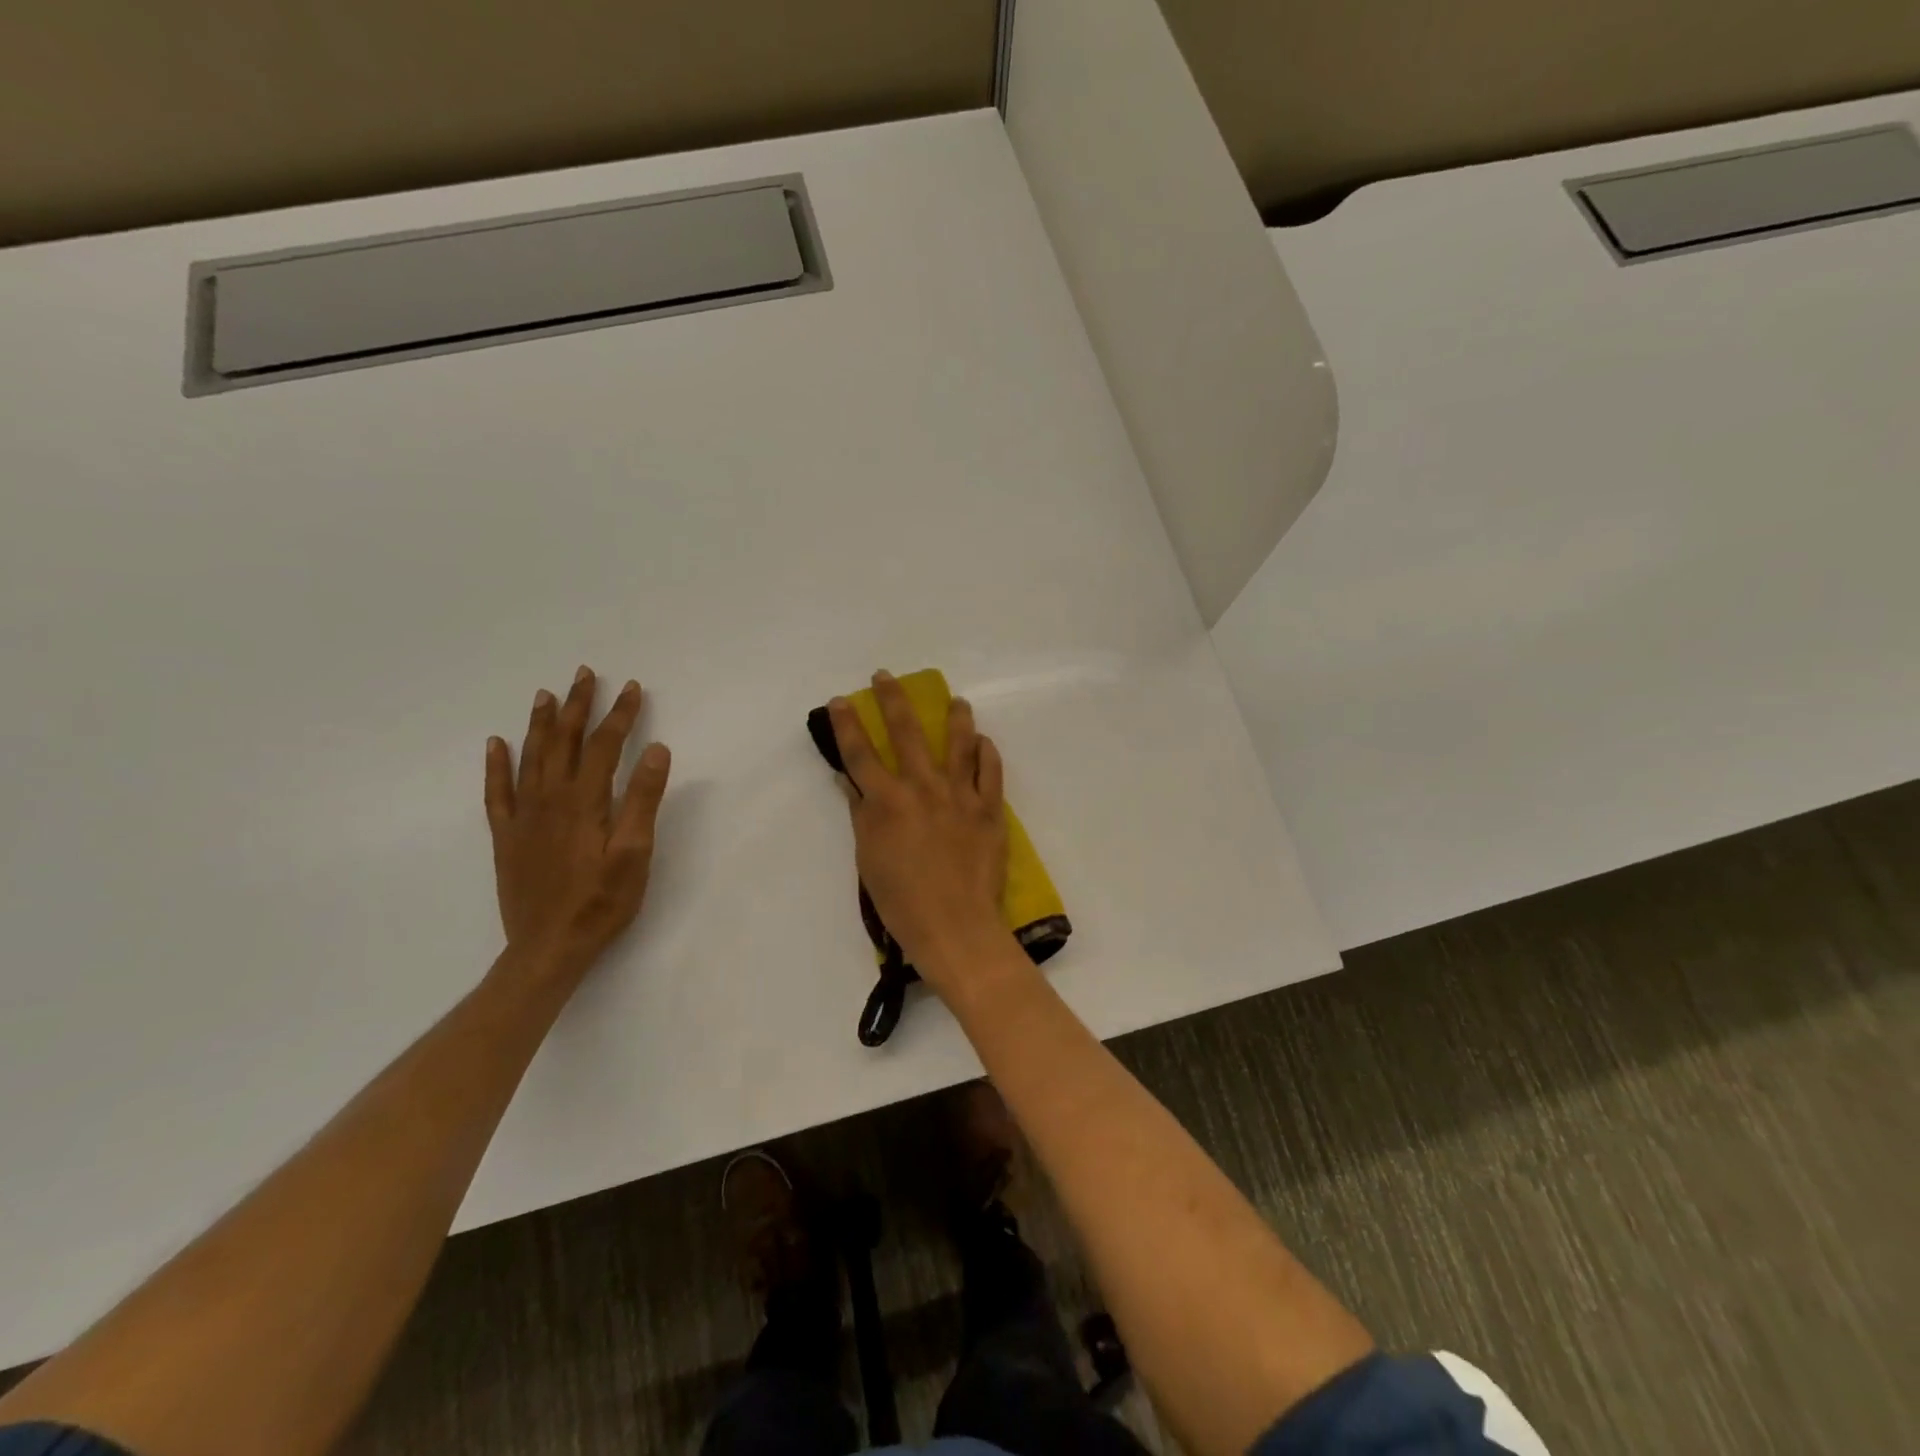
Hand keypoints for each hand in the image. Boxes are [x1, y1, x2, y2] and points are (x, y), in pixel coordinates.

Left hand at [486, 666, 671, 977]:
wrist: (548, 948)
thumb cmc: (602, 902)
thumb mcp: (635, 853)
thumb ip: (643, 799)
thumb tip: (655, 749)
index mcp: (584, 802)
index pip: (603, 745)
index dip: (620, 715)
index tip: (633, 688)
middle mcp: (549, 799)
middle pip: (563, 741)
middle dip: (577, 706)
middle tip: (585, 674)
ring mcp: (523, 817)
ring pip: (530, 758)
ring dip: (540, 724)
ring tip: (546, 694)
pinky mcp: (506, 837)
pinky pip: (496, 791)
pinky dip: (496, 764)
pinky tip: (496, 744)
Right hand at [827, 672, 1014, 992]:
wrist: (955, 926)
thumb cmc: (902, 901)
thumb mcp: (869, 859)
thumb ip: (861, 815)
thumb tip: (850, 782)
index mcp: (887, 801)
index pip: (860, 753)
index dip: (847, 724)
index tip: (840, 701)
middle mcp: (923, 787)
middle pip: (906, 732)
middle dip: (893, 699)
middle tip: (886, 676)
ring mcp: (960, 795)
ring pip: (958, 742)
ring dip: (955, 717)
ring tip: (956, 700)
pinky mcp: (989, 808)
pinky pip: (990, 770)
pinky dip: (986, 752)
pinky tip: (983, 741)